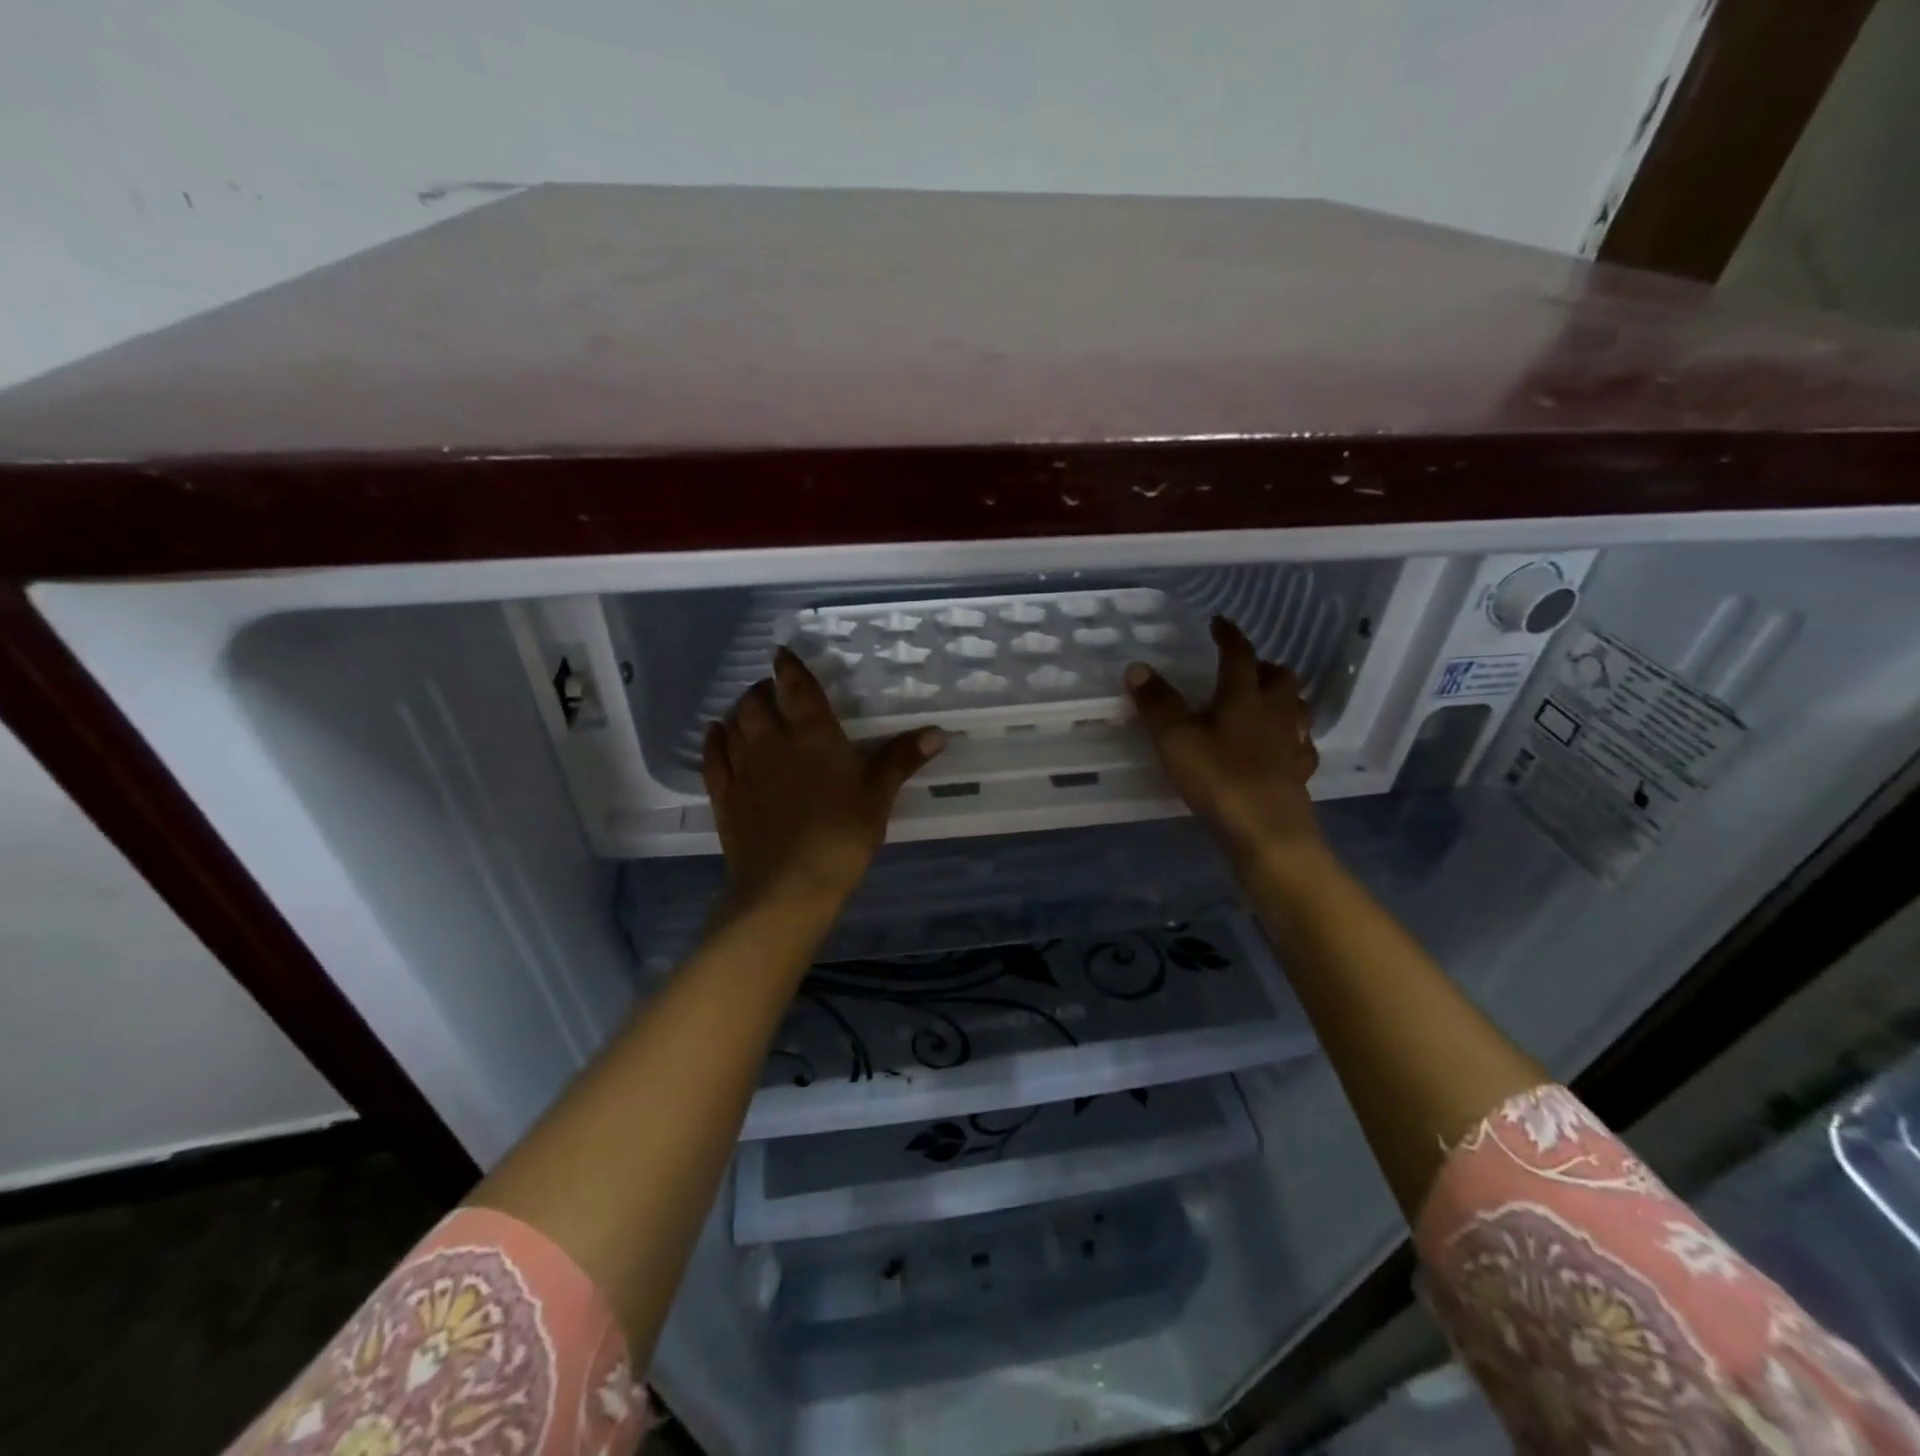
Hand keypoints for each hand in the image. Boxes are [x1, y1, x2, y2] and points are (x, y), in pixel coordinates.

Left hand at [703, 647, 945, 913]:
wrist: (788, 886)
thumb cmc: (841, 836)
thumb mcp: (878, 797)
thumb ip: (901, 759)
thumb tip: (938, 732)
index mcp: (813, 735)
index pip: (795, 687)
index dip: (788, 667)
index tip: (782, 654)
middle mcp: (772, 741)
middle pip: (756, 701)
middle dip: (763, 690)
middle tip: (774, 691)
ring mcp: (743, 768)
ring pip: (733, 724)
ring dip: (740, 711)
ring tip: (751, 710)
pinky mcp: (724, 795)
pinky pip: (712, 757)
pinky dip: (714, 739)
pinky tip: (716, 733)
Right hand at [1126, 617, 1324, 869]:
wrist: (1268, 833)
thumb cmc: (1219, 780)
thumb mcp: (1175, 740)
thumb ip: (1157, 704)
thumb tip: (1138, 667)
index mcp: (1244, 697)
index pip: (1239, 655)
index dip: (1229, 636)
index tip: (1219, 622)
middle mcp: (1275, 712)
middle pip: (1280, 677)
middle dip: (1262, 665)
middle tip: (1243, 667)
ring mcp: (1292, 743)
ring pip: (1295, 707)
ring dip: (1281, 697)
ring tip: (1262, 701)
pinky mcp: (1299, 772)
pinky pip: (1300, 744)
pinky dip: (1289, 736)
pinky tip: (1279, 746)